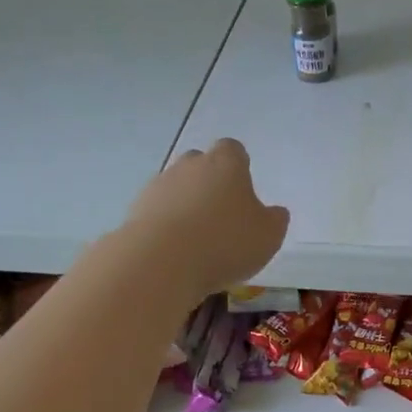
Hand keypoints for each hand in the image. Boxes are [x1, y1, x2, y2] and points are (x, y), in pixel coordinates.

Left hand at [129, 139, 289, 297]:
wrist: (161, 261)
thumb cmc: (225, 242)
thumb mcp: (268, 236)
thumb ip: (275, 220)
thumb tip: (275, 212)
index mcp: (226, 164)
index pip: (233, 150)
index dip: (239, 166)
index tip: (244, 188)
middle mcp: (190, 166)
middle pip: (201, 164)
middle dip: (210, 183)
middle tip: (222, 214)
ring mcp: (159, 186)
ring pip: (177, 188)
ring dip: (187, 206)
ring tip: (198, 240)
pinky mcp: (136, 210)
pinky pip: (158, 212)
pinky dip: (167, 225)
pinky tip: (177, 251)